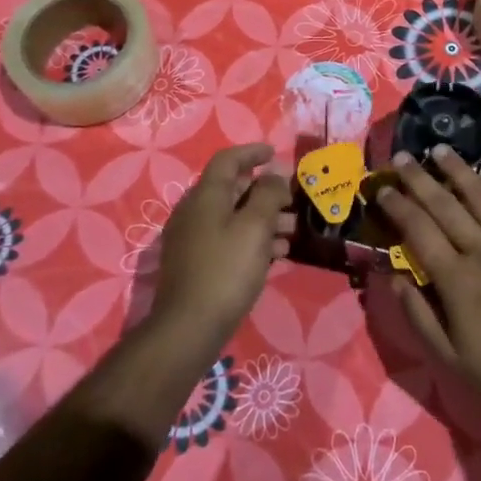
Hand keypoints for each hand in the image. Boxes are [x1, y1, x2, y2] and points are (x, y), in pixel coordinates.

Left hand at [148, 143, 294, 349]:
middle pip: (232, 189)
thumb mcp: (255, 227)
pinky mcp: (195, 263)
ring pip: (232, 216)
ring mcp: (192, 239)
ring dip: (263, 218)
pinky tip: (275, 255)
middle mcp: (194, 211)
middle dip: (265, 191)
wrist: (188, 328)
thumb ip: (268, 194)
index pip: (228, 160)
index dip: (253, 152)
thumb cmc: (226, 270)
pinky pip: (227, 239)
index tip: (275, 154)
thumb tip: (274, 174)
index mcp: (206, 195)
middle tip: (292, 200)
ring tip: (292, 232)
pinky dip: (251, 239)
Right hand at [376, 146, 480, 422]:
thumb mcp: (449, 357)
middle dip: (419, 179)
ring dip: (458, 171)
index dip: (398, 207)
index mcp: (456, 279)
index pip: (419, 230)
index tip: (383, 190)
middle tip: (402, 157)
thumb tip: (394, 277)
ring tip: (440, 151)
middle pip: (445, 205)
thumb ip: (418, 315)